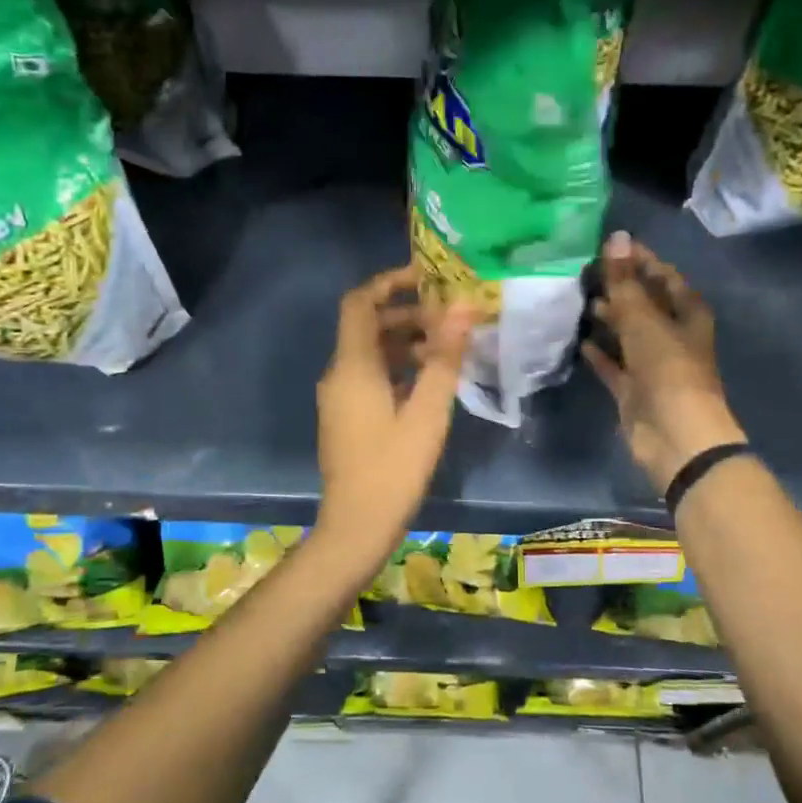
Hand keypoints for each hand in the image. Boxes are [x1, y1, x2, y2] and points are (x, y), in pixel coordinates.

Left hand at [315, 266, 477, 571]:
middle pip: (368, 326)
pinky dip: (397, 368)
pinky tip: (429, 382)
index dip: (390, 282)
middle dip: (407, 315)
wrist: (356, 525)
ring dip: (405, 343)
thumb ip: (444, 357)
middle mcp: (338, 374)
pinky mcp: (346, 417)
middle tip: (450, 318)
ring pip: (370, 353)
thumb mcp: (428, 411)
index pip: (361, 302)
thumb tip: (463, 307)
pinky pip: (369, 376)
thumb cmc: (394, 467)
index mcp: (353, 365)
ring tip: (447, 349)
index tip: (427, 277)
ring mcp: (339, 397)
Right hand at [583, 231, 747, 491]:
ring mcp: (652, 364)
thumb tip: (616, 237)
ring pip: (627, 333)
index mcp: (687, 313)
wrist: (674, 435)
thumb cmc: (668, 369)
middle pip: (644, 303)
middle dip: (619, 287)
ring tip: (577, 298)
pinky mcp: (633, 389)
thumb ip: (625, 281)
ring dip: (608, 317)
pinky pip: (614, 364)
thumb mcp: (644, 320)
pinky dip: (600, 353)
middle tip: (583, 270)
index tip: (610, 245)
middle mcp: (672, 335)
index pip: (664, 276)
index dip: (640, 260)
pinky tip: (579, 340)